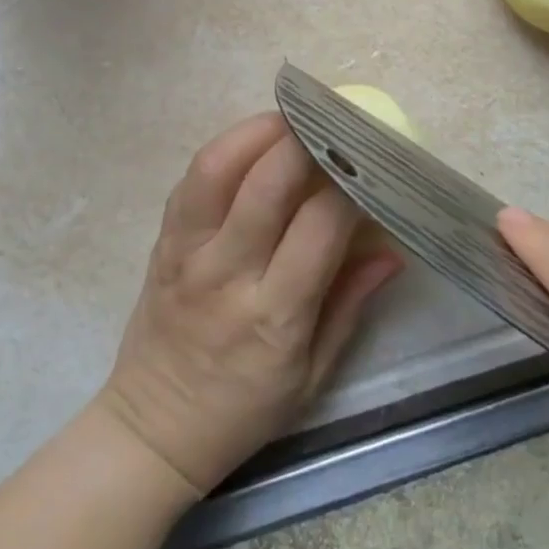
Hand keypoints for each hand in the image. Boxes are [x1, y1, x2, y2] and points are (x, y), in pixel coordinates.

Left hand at [97, 113, 401, 497]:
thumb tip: (393, 249)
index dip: (348, 184)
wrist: (155, 429)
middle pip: (266, 183)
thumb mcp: (314, 375)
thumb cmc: (244, 410)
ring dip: (258, 131)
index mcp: (274, 315)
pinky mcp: (163, 240)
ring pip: (217, 168)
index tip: (371, 162)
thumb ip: (351, 303)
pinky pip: (191, 178)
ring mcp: (187, 252)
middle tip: (336, 121)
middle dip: (306, 141)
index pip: (319, 226)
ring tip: (293, 119)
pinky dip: (225, 149)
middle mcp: (227, 273)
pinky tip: (254, 143)